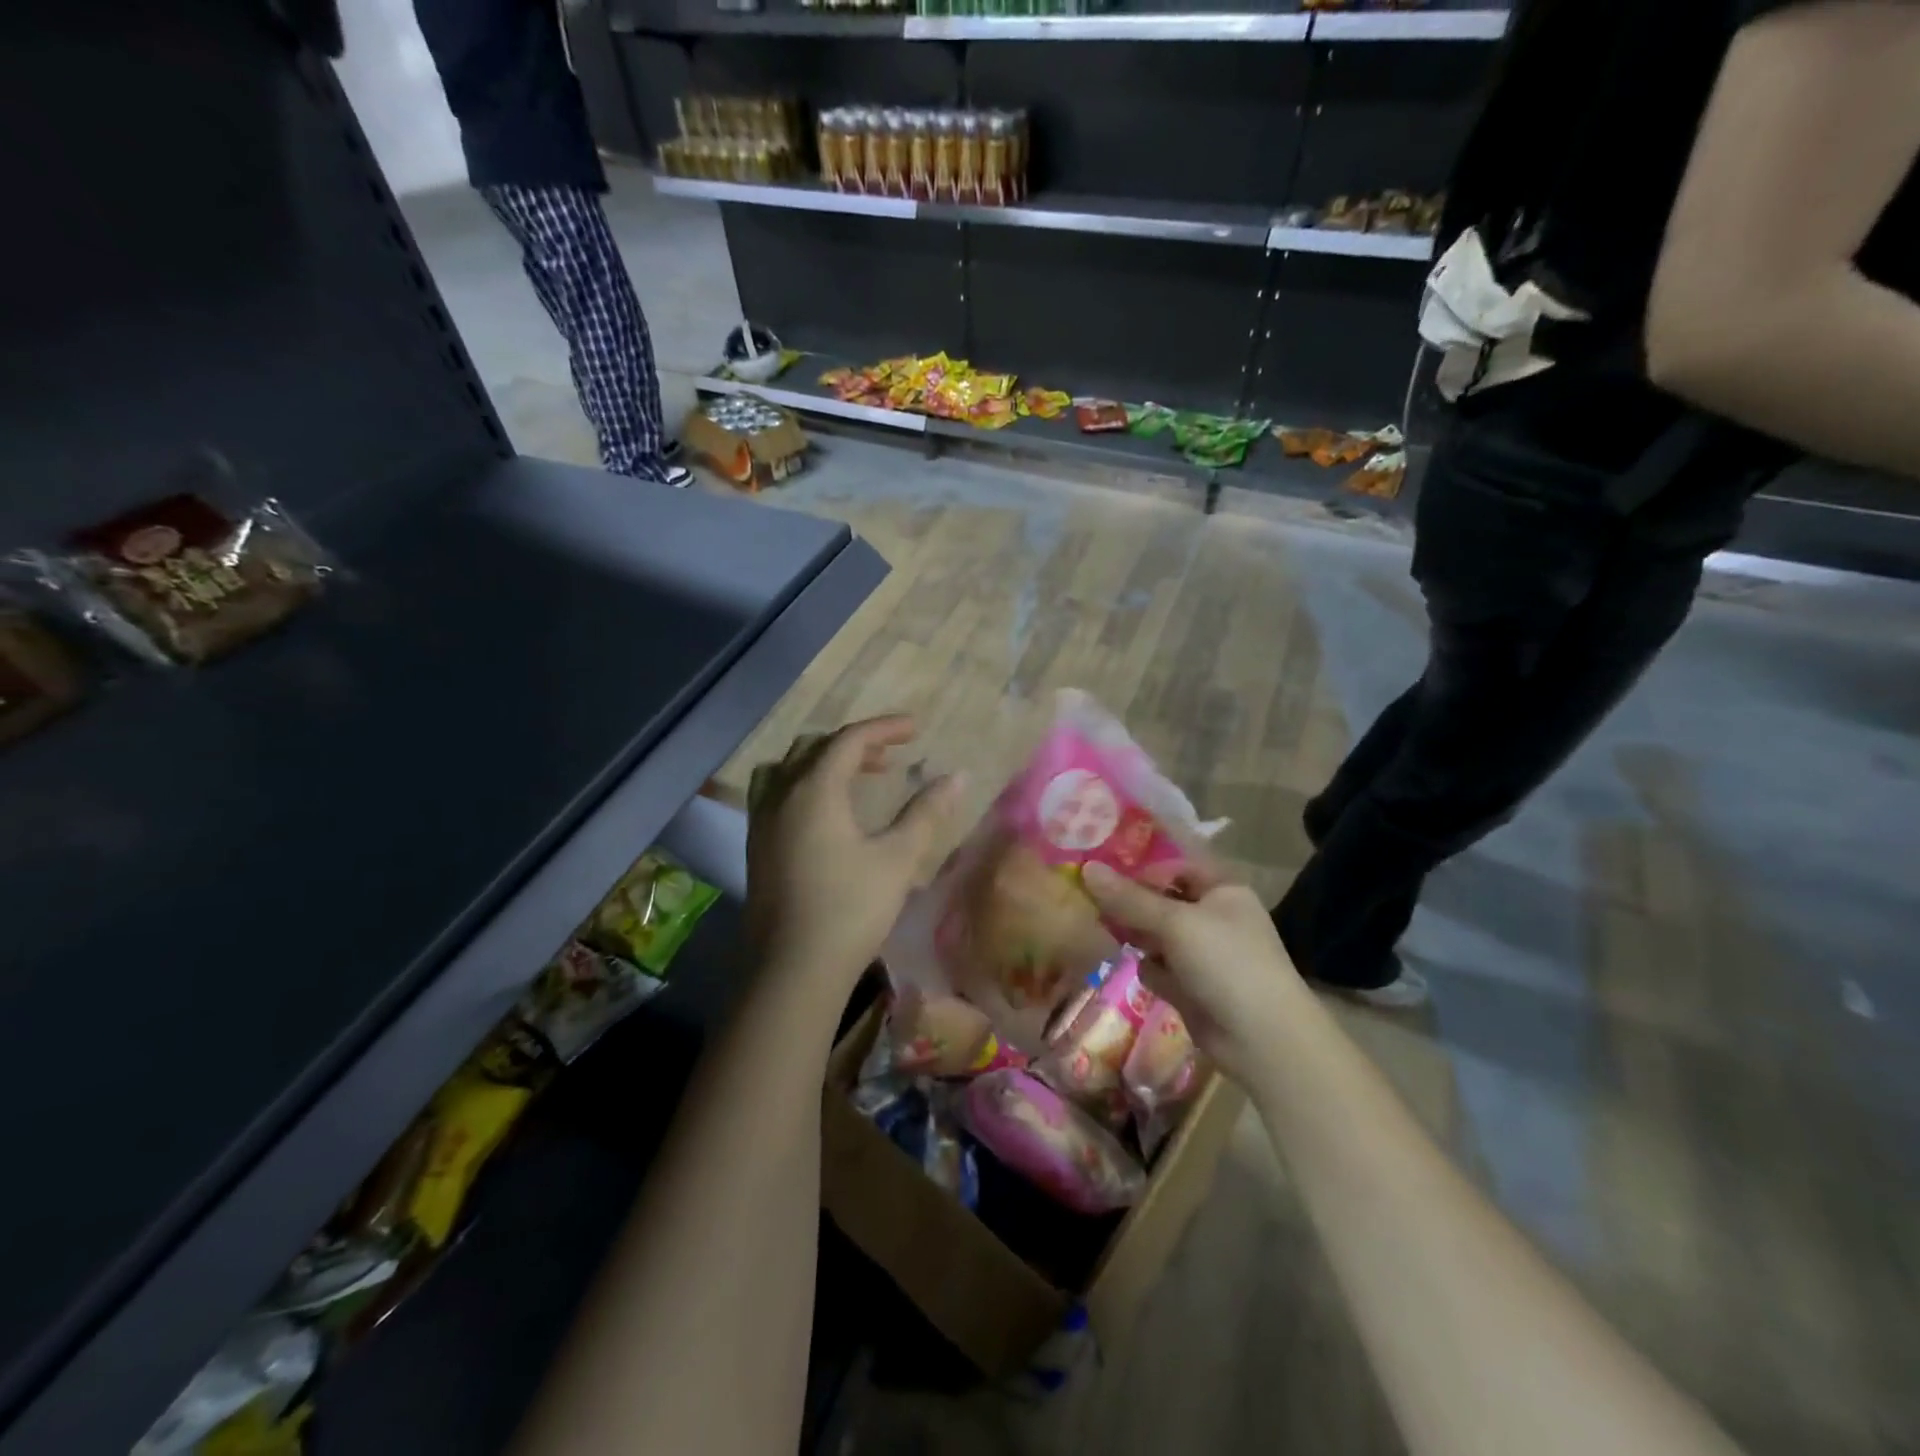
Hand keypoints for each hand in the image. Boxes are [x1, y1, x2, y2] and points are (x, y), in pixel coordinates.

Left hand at [745, 716, 959, 985]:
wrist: (793, 969)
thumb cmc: (851, 909)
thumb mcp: (897, 858)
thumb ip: (925, 813)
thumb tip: (955, 777)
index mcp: (815, 789)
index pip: (849, 740)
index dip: (884, 728)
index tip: (915, 729)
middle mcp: (781, 795)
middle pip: (815, 748)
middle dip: (855, 744)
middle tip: (891, 755)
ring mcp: (762, 821)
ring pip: (789, 768)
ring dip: (823, 762)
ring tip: (856, 778)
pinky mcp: (756, 847)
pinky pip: (776, 793)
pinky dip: (803, 785)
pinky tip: (825, 814)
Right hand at [1081, 862, 1302, 1081]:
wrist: (1264, 1041)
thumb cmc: (1226, 963)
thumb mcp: (1175, 923)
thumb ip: (1129, 898)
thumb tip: (1087, 868)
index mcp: (1221, 889)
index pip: (1173, 865)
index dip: (1139, 866)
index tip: (1099, 870)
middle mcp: (1212, 916)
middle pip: (1160, 900)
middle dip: (1130, 903)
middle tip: (1090, 900)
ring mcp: (1202, 953)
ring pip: (1155, 934)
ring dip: (1135, 936)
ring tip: (1107, 934)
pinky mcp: (1191, 985)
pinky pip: (1159, 967)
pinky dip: (1150, 969)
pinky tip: (1145, 975)